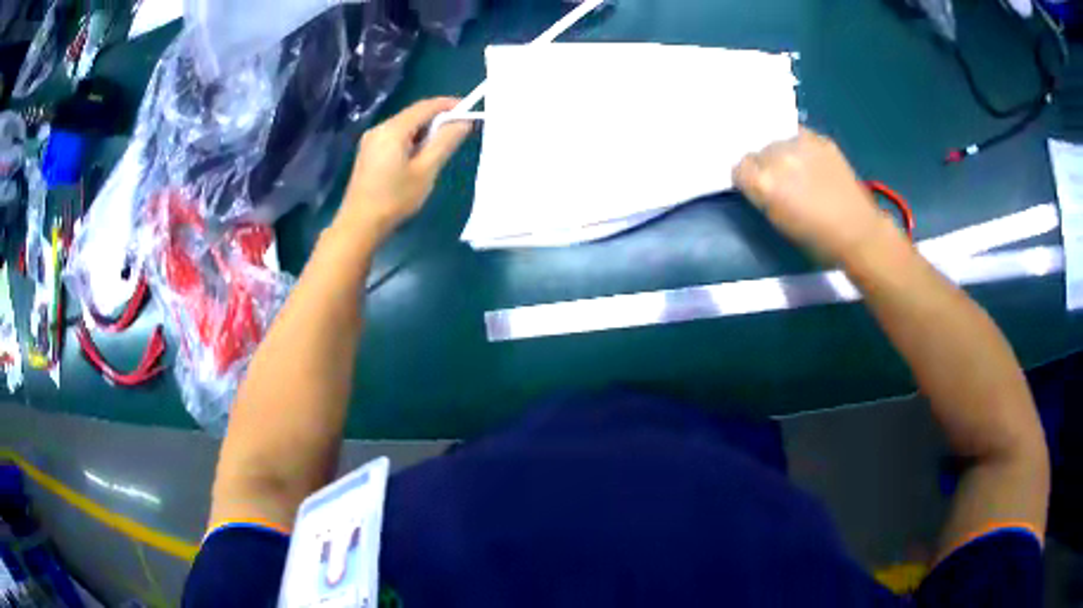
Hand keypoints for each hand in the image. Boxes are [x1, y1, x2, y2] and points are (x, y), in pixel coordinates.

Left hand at [338, 97, 471, 240]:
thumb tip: (464, 121)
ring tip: (442, 146)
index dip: (449, 105)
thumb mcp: (425, 171)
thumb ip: (445, 142)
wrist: (359, 225)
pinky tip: (420, 156)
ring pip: (405, 126)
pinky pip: (395, 137)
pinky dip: (412, 140)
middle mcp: (379, 128)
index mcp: (393, 129)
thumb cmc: (394, 199)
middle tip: (459, 131)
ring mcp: (371, 140)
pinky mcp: (368, 152)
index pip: (426, 106)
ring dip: (425, 131)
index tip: (469, 110)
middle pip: (414, 114)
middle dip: (438, 119)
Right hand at [733, 128, 899, 262]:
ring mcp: (800, 144)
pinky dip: (802, 147)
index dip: (747, 179)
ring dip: (783, 153)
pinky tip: (813, 164)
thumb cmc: (816, 239)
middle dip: (765, 164)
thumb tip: (757, 181)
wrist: (858, 232)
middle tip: (781, 181)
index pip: (739, 167)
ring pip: (778, 141)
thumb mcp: (778, 222)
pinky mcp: (820, 139)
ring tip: (800, 171)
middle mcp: (777, 156)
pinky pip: (800, 136)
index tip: (756, 188)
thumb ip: (761, 196)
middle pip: (758, 151)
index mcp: (764, 182)